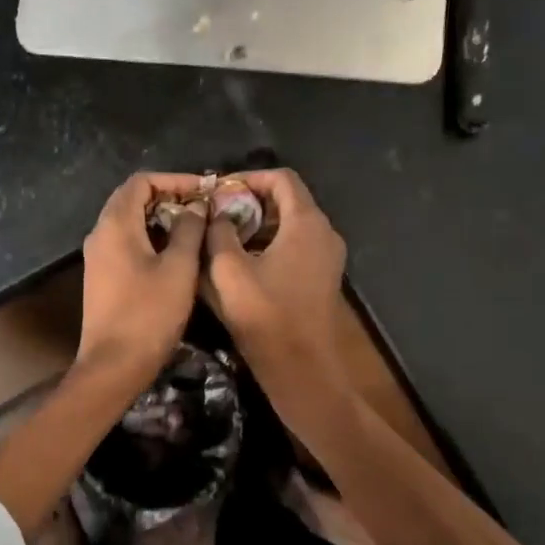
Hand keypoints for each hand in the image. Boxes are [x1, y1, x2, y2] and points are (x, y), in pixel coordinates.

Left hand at [76, 172, 210, 390]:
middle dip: (168, 198)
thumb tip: (195, 207)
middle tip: (202, 208)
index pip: (141, 181)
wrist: (113, 365)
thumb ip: (189, 230)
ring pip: (129, 223)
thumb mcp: (179, 268)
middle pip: (132, 199)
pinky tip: (175, 255)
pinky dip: (150, 239)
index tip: (204, 191)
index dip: (174, 180)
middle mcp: (100, 234)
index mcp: (115, 225)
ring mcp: (97, 257)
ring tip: (194, 229)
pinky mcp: (102, 277)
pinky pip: (125, 244)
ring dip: (160, 220)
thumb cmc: (149, 314)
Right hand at [201, 168, 349, 403]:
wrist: (301, 367)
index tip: (219, 192)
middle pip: (288, 201)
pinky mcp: (322, 278)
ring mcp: (328, 257)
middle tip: (217, 215)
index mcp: (306, 223)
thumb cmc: (264, 314)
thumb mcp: (228, 270)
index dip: (248, 178)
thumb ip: (219, 233)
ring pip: (291, 226)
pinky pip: (296, 247)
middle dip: (250, 202)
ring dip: (258, 225)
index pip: (281, 178)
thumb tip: (216, 213)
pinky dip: (270, 245)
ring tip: (224, 239)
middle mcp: (324, 233)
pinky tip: (243, 264)